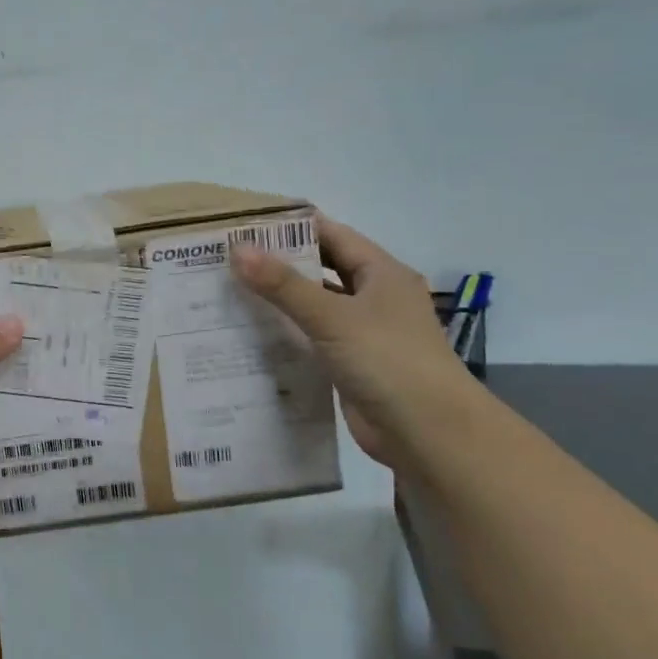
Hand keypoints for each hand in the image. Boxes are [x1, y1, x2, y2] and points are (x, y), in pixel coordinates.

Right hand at [229, 213, 468, 468]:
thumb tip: (238, 249)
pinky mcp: (350, 365)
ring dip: (279, 301)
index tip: (248, 224)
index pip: (333, 236)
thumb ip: (283, 285)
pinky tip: (249, 334)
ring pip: (314, 307)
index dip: (293, 227)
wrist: (428, 434)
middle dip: (280, 264)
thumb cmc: (388, 360)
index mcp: (382, 274)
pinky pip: (311, 340)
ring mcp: (362, 333)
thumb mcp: (332, 316)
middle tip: (228, 259)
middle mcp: (374, 298)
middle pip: (322, 270)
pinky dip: (285, 335)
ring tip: (229, 292)